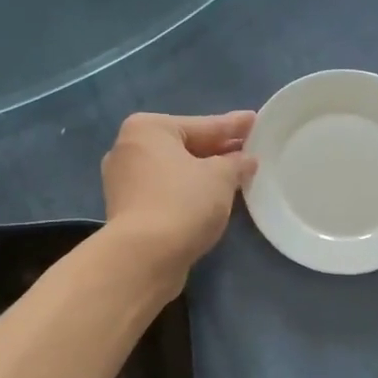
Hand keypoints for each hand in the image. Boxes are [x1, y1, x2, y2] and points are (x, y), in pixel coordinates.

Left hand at [101, 111, 257, 286]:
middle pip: (184, 147)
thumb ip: (236, 163)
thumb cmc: (183, 203)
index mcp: (148, 129)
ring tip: (234, 175)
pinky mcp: (126, 212)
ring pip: (174, 172)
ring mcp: (123, 182)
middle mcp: (128, 149)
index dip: (232, 126)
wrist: (144, 256)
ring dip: (202, 174)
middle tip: (248, 150)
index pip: (202, 125)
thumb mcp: (221, 177)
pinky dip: (187, 194)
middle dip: (217, 150)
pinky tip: (210, 199)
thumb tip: (246, 160)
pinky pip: (165, 193)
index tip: (254, 120)